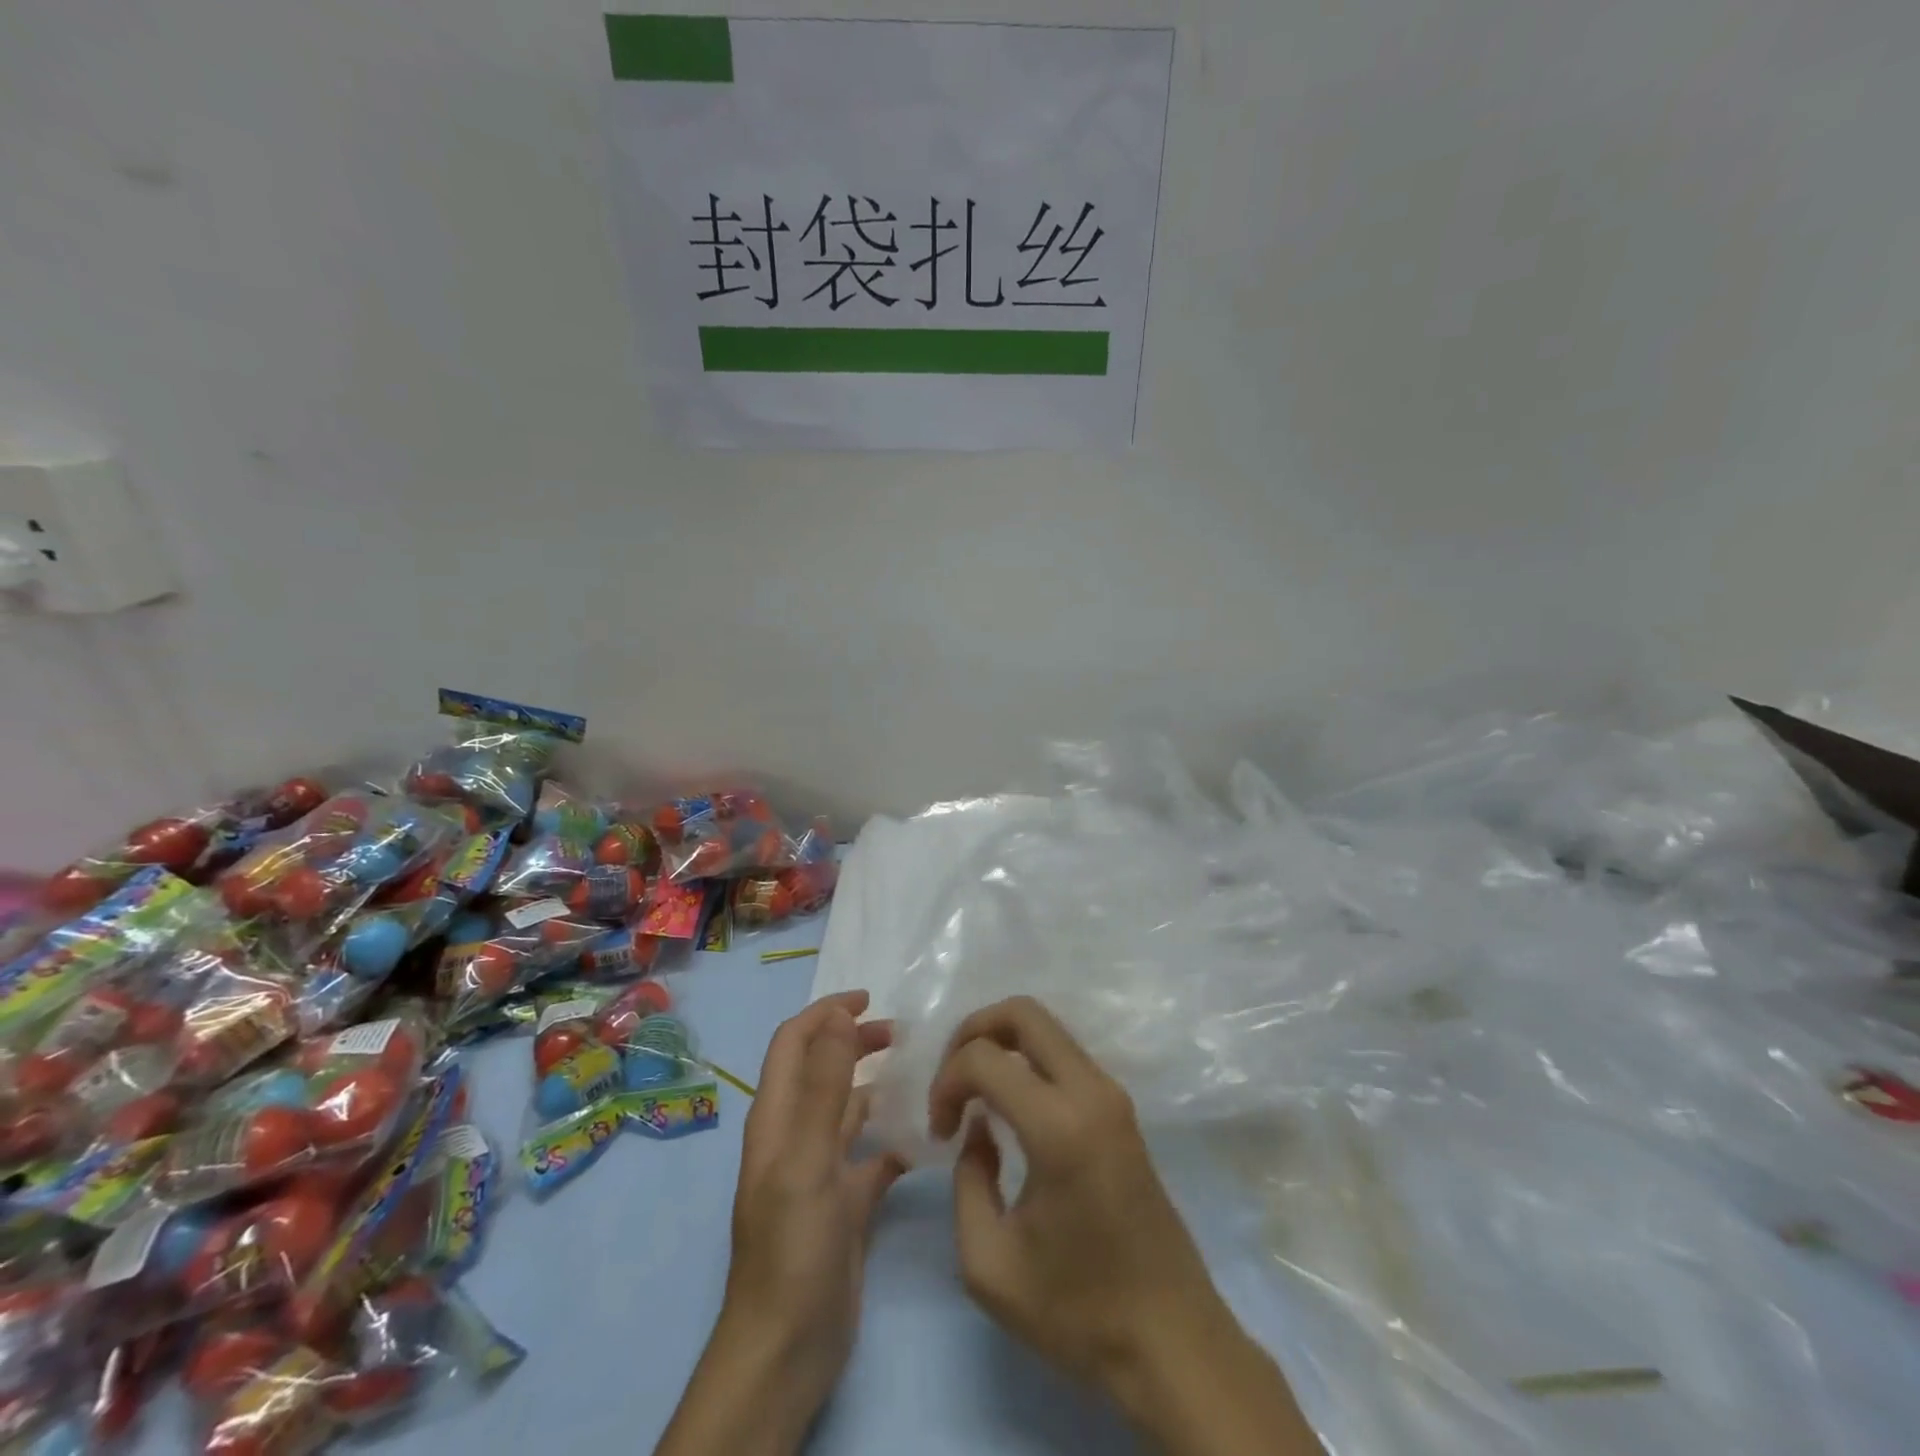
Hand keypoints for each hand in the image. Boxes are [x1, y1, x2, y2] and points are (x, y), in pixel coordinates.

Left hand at [655, 991, 903, 1455]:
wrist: (787, 1350)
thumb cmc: (793, 1246)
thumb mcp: (807, 1159)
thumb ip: (823, 1086)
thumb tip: (838, 1015)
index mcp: (777, 1118)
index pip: (794, 1042)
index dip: (825, 1013)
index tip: (869, 998)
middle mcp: (796, 1135)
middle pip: (822, 1068)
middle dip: (854, 1041)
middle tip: (901, 1033)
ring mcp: (820, 1170)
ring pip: (848, 1109)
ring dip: (876, 1085)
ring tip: (920, 1073)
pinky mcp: (845, 1203)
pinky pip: (872, 1156)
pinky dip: (894, 1139)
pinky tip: (926, 1138)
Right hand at [930, 996, 1320, 1455]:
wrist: (1172, 1341)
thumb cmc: (1079, 1311)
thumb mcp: (989, 1264)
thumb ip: (967, 1180)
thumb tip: (978, 1130)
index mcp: (1059, 1126)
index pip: (984, 1057)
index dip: (946, 1082)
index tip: (940, 1133)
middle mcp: (1091, 1092)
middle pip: (1023, 1012)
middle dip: (973, 1031)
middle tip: (952, 1082)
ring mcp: (1112, 1095)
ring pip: (1046, 1028)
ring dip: (1001, 1045)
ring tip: (975, 1095)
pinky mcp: (1121, 1108)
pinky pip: (1064, 1055)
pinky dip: (1026, 1061)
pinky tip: (1009, 1107)